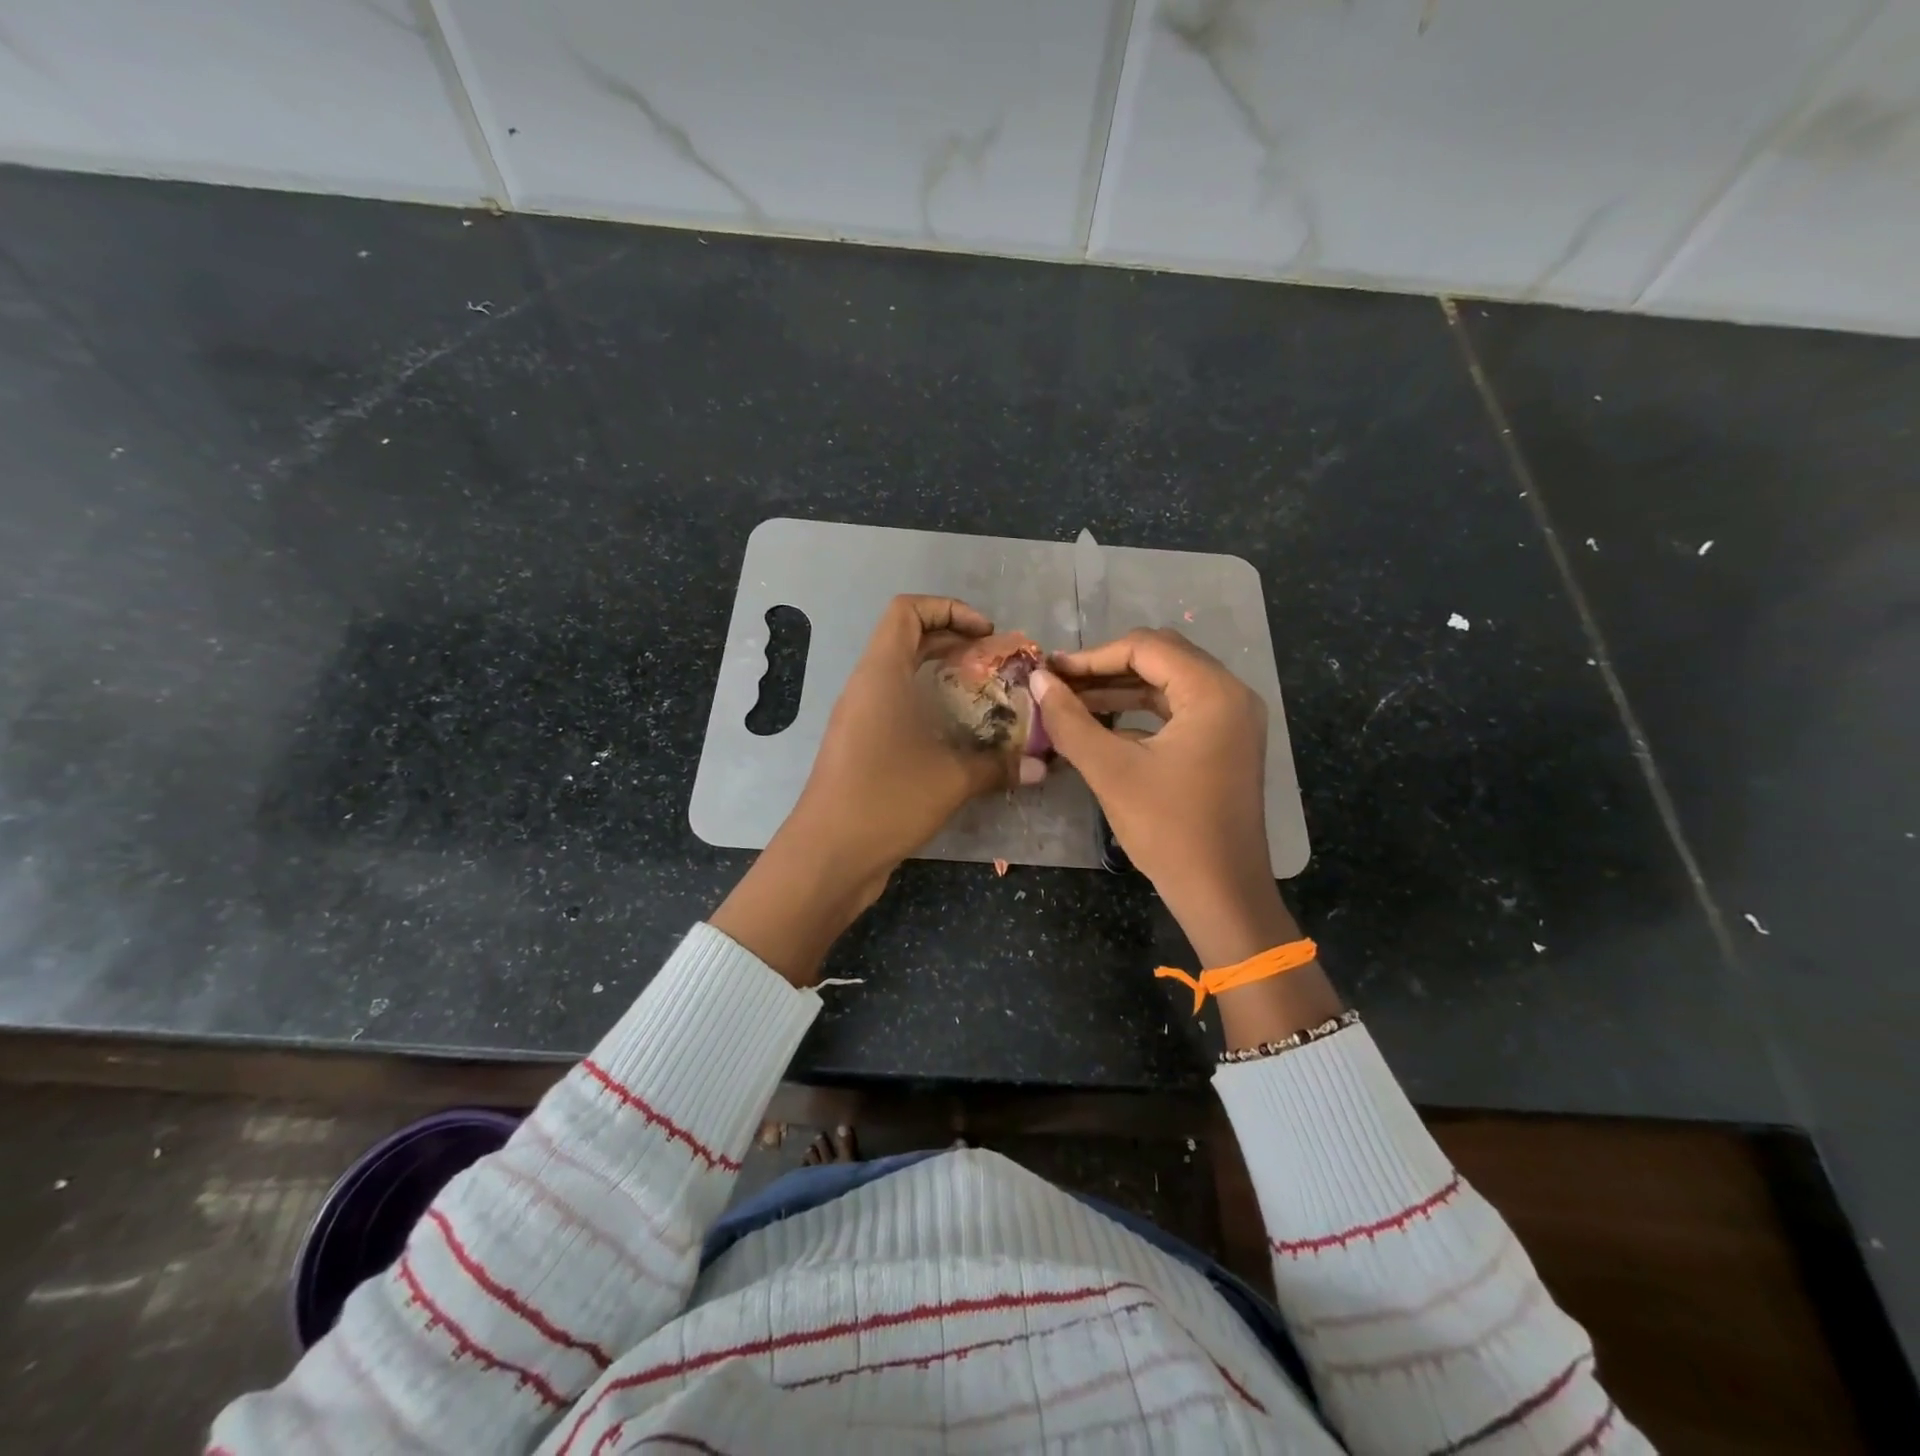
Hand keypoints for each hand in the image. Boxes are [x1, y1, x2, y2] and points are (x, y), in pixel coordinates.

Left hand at [712, 596, 1012, 984]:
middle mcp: (867, 687)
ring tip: (988, 700)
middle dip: (956, 644)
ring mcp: (860, 718)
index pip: (907, 611)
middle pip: (908, 640)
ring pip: (904, 677)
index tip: (987, 634)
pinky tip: (962, 739)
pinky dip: (931, 710)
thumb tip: (1040, 766)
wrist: (828, 856)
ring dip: (945, 679)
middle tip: (997, 667)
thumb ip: (998, 765)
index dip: (949, 609)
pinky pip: (898, 709)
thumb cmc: (886, 800)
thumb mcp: (951, 779)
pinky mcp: (861, 747)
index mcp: (881, 674)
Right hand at [1032, 629, 1342, 1047]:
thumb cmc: (1168, 829)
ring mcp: (1232, 720)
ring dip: (1120, 689)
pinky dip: (1140, 712)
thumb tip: (1037, 681)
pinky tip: (1103, 725)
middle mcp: (1230, 694)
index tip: (1050, 671)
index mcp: (1212, 692)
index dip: (1092, 656)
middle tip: (1059, 683)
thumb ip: (1070, 720)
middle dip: (1106, 668)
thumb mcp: (1111, 770)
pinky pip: (1178, 711)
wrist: (1222, 892)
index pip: (1146, 647)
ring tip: (1071, 701)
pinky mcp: (1225, 743)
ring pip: (1168, 684)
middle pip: (1161, 658)